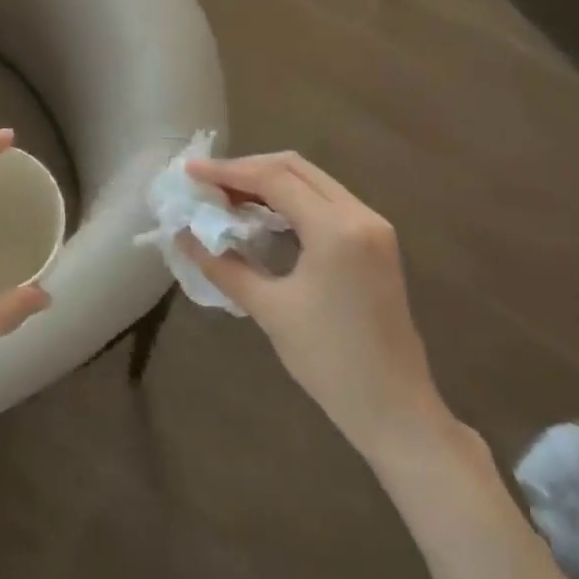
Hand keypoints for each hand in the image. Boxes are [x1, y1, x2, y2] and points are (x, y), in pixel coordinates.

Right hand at [183, 152, 451, 463]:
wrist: (395, 409)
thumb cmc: (330, 361)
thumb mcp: (269, 310)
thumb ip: (222, 266)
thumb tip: (182, 236)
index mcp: (336, 228)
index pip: (274, 178)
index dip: (227, 171)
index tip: (189, 171)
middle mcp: (359, 215)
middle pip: (295, 168)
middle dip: (247, 169)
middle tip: (207, 182)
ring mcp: (372, 227)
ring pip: (312, 181)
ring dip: (269, 182)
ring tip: (227, 197)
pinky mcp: (375, 242)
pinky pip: (326, 201)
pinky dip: (291, 199)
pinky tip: (263, 215)